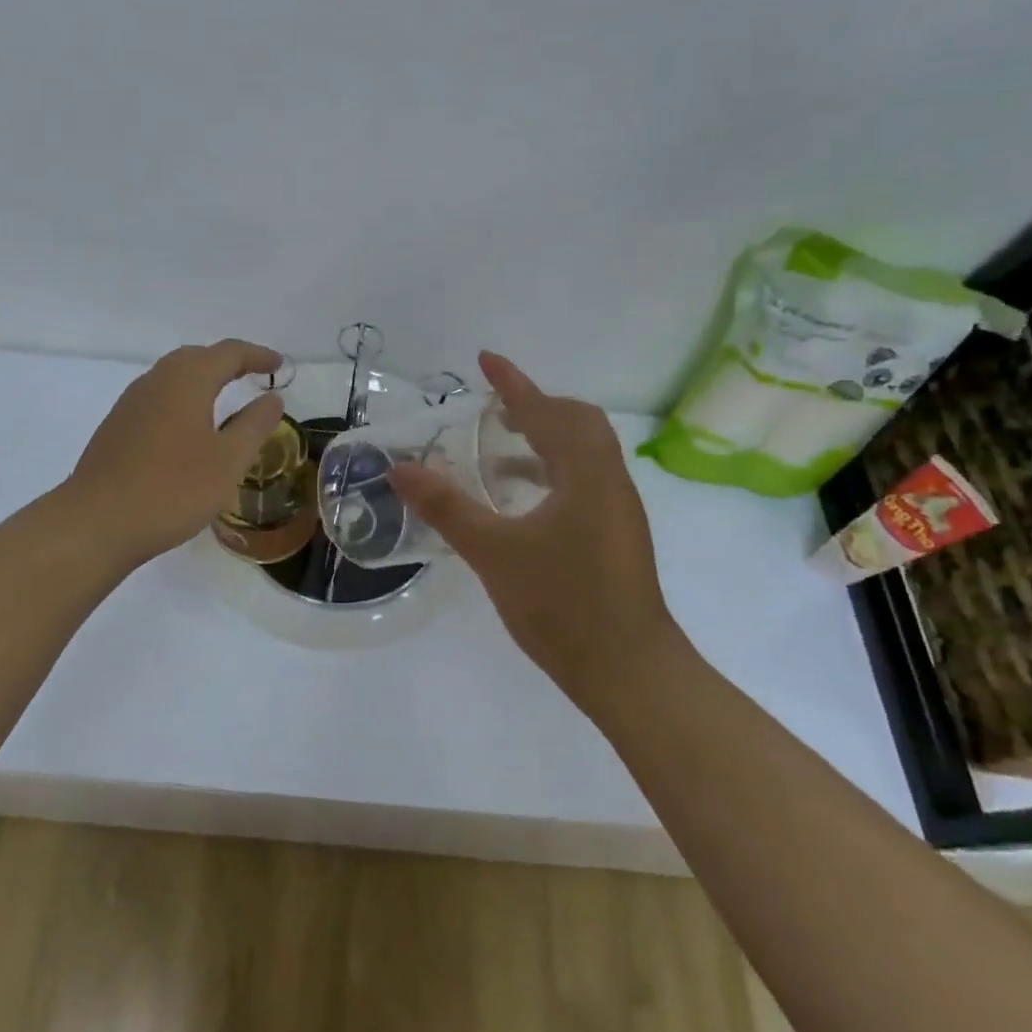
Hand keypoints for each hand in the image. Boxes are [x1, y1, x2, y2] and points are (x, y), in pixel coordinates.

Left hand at [66, 339, 285, 566]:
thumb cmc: (173, 489)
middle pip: (197, 357)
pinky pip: (157, 398)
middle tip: (253, 375)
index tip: (279, 365)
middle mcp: (156, 381)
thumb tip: (273, 398)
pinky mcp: (117, 427)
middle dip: (228, 362)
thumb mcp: (228, 460)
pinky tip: (188, 428)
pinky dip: (182, 400)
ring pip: (173, 377)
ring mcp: (131, 403)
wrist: (97, 522)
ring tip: (224, 397)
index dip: (257, 356)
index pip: (228, 353)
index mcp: (187, 380)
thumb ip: (254, 425)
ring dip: (202, 379)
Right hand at [388, 351, 686, 720]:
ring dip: (544, 441)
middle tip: (494, 410)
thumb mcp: (493, 552)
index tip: (486, 360)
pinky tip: (521, 503)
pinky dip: (552, 473)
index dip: (514, 383)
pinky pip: (584, 481)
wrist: (629, 671)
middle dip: (536, 407)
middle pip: (577, 424)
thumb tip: (401, 468)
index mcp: (585, 473)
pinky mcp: (617, 536)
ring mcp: (618, 510)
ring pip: (583, 454)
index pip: (546, 411)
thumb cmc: (562, 604)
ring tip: (498, 453)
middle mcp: (609, 482)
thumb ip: (446, 507)